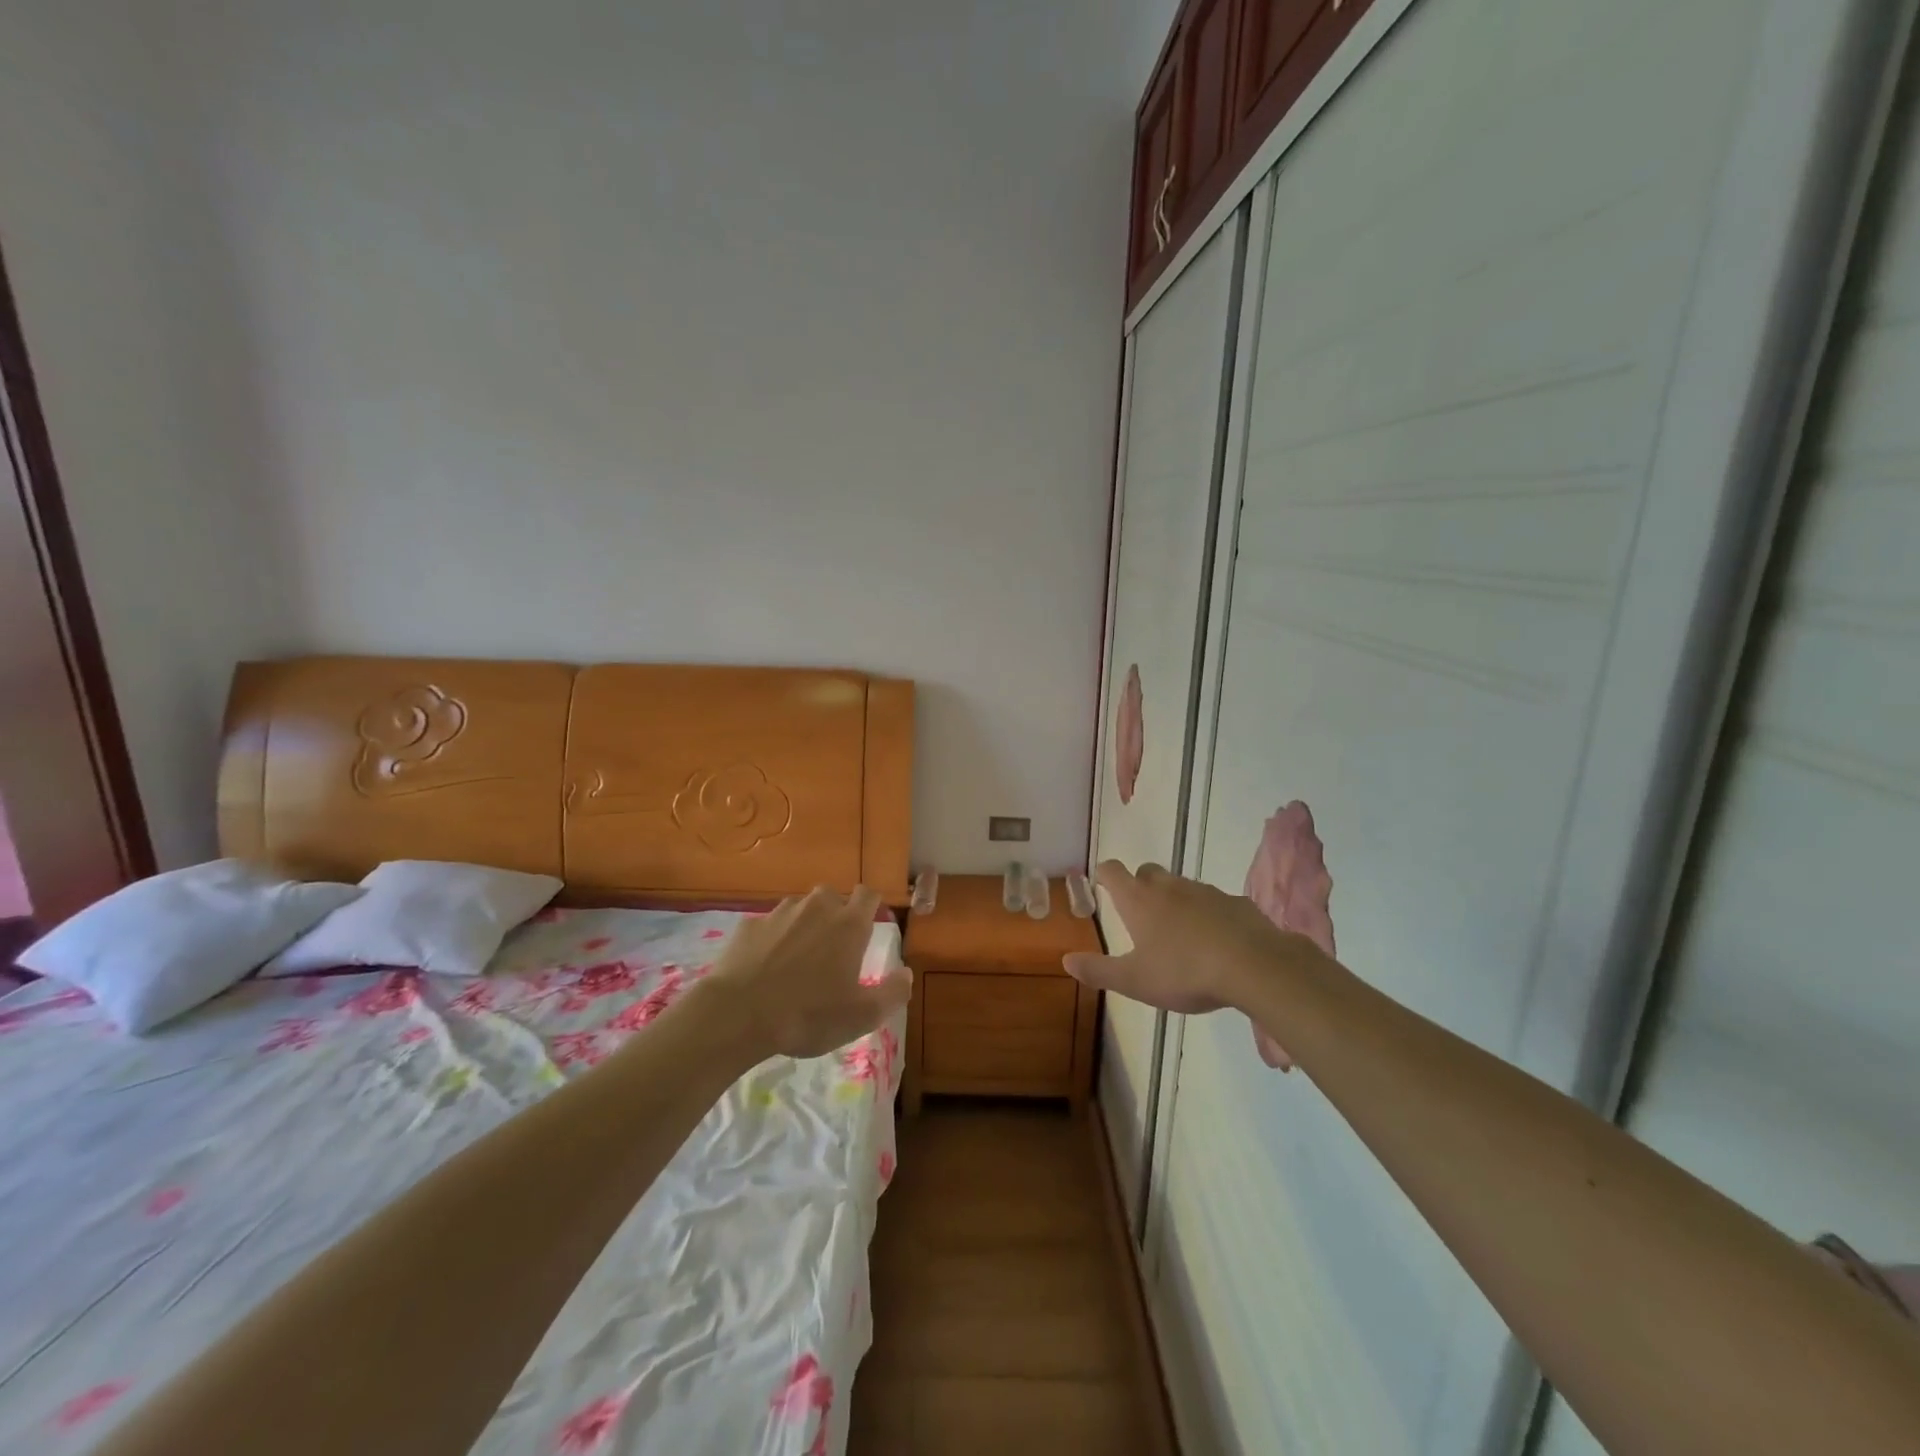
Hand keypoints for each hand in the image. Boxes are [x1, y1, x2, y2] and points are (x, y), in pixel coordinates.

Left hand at [706, 886, 911, 1060]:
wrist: (738, 1014)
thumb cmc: (808, 1014)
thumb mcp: (861, 1016)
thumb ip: (892, 993)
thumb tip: (907, 973)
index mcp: (849, 924)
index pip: (868, 894)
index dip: (871, 906)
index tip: (867, 927)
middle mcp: (817, 908)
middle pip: (832, 896)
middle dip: (835, 915)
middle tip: (832, 949)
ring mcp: (780, 913)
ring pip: (799, 908)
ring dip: (803, 925)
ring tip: (797, 959)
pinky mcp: (749, 925)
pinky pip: (768, 926)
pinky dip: (772, 940)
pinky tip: (765, 967)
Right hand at [1063, 862, 1329, 1070]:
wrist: (1255, 966)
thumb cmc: (1185, 972)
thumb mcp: (1135, 981)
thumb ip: (1099, 970)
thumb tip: (1066, 959)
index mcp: (1139, 900)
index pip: (1113, 871)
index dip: (1105, 874)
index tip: (1102, 883)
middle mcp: (1169, 887)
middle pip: (1147, 871)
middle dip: (1140, 884)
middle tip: (1139, 912)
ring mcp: (1205, 892)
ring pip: (1182, 886)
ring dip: (1175, 900)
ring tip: (1177, 933)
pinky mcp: (1235, 903)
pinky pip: (1214, 902)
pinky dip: (1208, 915)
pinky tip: (1215, 941)